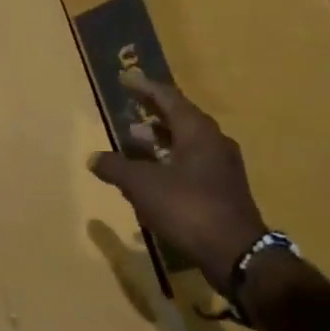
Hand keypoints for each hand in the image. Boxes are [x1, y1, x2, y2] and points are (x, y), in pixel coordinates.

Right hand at [88, 71, 267, 294]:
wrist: (235, 252)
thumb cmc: (187, 208)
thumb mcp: (143, 186)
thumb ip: (117, 168)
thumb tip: (94, 158)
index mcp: (198, 132)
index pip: (169, 98)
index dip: (145, 88)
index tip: (126, 78)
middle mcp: (214, 143)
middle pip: (180, 119)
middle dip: (153, 113)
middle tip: (130, 107)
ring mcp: (222, 168)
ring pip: (186, 144)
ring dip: (160, 140)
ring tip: (134, 141)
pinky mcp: (222, 191)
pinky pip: (191, 165)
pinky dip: (169, 163)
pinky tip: (151, 178)